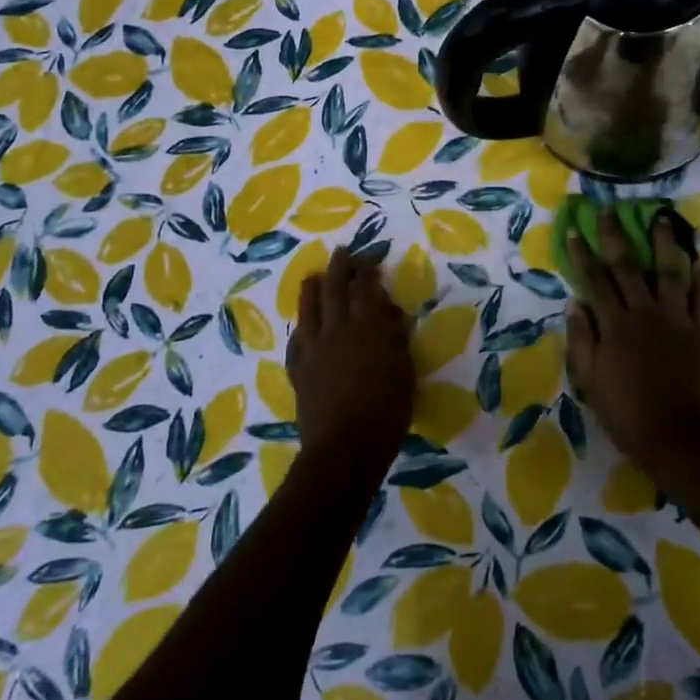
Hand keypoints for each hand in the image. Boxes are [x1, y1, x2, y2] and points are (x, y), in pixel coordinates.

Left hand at [288, 247, 413, 474]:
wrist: (345, 447)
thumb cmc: (386, 411)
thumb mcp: (404, 371)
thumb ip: (396, 339)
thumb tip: (390, 314)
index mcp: (368, 328)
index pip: (366, 289)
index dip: (367, 271)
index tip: (368, 258)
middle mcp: (338, 330)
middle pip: (336, 290)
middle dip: (339, 267)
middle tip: (341, 251)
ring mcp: (314, 349)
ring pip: (309, 309)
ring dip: (312, 289)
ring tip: (313, 277)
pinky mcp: (298, 369)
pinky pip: (296, 341)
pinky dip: (300, 329)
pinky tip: (301, 328)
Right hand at [565, 208, 699, 477]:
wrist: (676, 438)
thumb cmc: (625, 412)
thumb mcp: (590, 379)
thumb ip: (582, 338)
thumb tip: (575, 303)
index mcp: (614, 323)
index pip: (594, 280)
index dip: (582, 254)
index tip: (573, 230)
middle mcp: (644, 312)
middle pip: (628, 266)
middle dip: (615, 236)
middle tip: (609, 210)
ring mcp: (677, 320)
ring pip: (670, 272)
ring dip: (665, 244)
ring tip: (663, 219)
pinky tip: (699, 260)